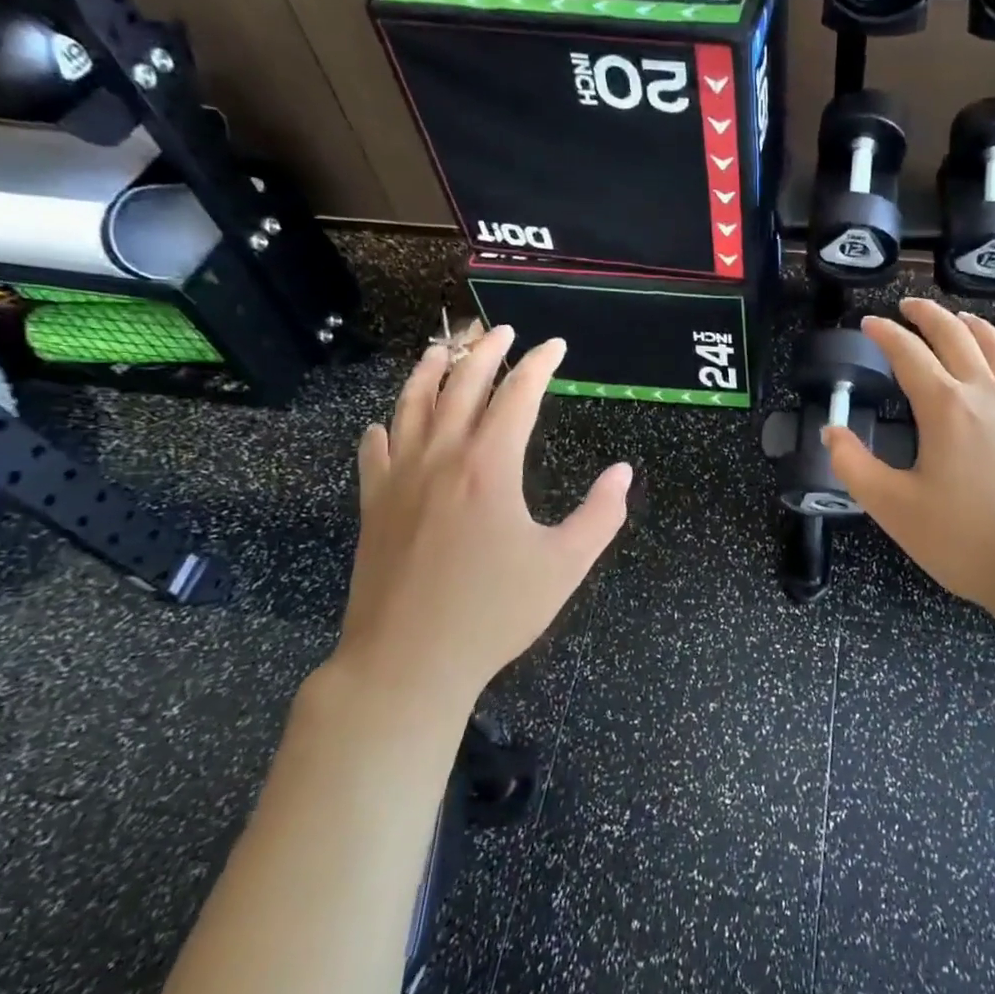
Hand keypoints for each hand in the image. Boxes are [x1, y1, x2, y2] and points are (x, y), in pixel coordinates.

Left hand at [329, 327, 631, 716]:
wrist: (407, 662)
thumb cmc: (493, 613)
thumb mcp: (565, 566)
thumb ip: (600, 515)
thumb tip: (622, 472)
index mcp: (489, 467)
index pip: (517, 394)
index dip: (539, 364)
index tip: (555, 346)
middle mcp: (441, 458)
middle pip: (461, 385)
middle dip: (485, 351)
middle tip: (503, 331)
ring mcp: (399, 479)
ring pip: (411, 405)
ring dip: (429, 370)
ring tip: (442, 348)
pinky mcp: (372, 505)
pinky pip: (374, 450)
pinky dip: (384, 427)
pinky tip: (386, 423)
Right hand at [823, 300, 994, 627]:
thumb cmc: (965, 541)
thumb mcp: (894, 509)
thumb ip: (855, 467)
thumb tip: (831, 433)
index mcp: (946, 408)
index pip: (909, 355)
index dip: (886, 335)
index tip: (869, 324)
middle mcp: (987, 396)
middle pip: (958, 338)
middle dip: (930, 316)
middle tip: (910, 306)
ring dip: (977, 329)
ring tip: (961, 319)